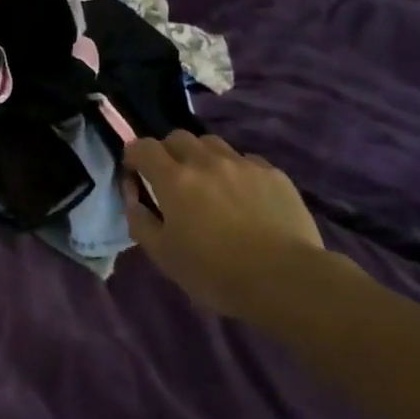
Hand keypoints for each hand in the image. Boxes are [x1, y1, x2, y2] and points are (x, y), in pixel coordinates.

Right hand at [124, 133, 349, 320]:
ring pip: (212, 144)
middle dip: (168, 153)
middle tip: (172, 180)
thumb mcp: (163, 254)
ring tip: (209, 184)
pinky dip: (236, 171)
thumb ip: (139, 219)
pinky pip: (246, 161)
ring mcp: (243, 164)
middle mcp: (206, 161)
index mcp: (174, 179)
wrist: (286, 280)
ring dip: (202, 157)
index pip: (142, 147)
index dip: (134, 156)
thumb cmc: (215, 272)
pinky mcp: (274, 174)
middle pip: (178, 137)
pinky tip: (243, 196)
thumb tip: (133, 196)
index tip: (136, 176)